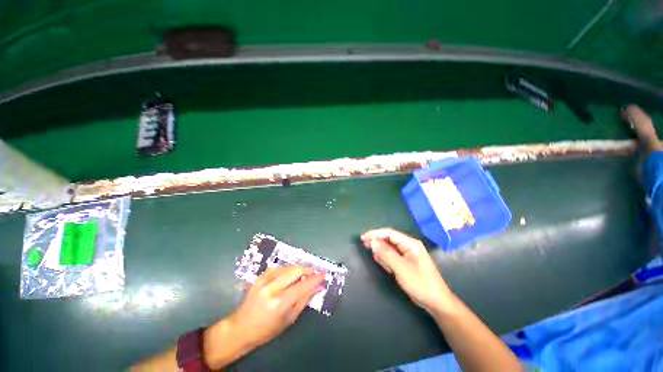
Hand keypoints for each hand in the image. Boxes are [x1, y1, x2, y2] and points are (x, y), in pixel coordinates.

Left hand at [230, 265, 324, 347]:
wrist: (241, 327)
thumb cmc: (267, 329)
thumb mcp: (289, 319)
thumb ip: (304, 300)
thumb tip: (318, 286)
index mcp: (279, 303)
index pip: (302, 286)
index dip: (314, 279)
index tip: (323, 274)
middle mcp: (271, 288)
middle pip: (295, 271)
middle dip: (307, 269)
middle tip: (314, 272)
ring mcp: (264, 281)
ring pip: (287, 267)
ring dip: (298, 268)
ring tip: (304, 273)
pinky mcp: (260, 277)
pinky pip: (278, 267)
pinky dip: (287, 269)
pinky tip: (290, 273)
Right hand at [361, 228, 453, 313]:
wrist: (436, 303)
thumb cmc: (420, 283)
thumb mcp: (401, 268)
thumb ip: (386, 253)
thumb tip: (372, 242)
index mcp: (410, 243)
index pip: (389, 233)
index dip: (375, 234)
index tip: (363, 237)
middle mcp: (409, 246)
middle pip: (389, 239)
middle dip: (376, 241)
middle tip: (364, 244)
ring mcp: (408, 254)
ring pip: (390, 248)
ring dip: (380, 249)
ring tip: (369, 251)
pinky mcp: (406, 263)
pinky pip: (392, 256)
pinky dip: (385, 257)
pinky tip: (379, 259)